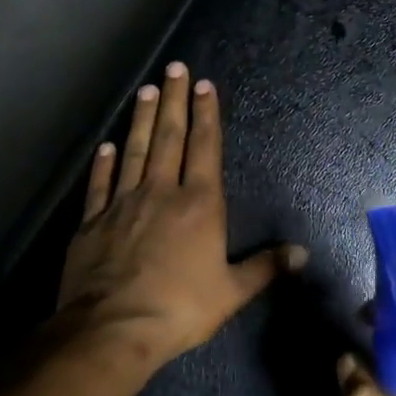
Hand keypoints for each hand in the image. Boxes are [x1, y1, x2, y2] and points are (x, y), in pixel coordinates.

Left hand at [57, 62, 305, 369]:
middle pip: (168, 137)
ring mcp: (123, 204)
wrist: (113, 328)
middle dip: (173, 101)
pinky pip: (100, 184)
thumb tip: (302, 253)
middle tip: (173, 67)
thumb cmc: (180, 308)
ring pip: (133, 151)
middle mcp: (160, 192)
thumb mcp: (232, 291)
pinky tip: (106, 145)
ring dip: (139, 119)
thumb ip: (266, 267)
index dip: (206, 115)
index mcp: (199, 204)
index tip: (203, 85)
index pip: (204, 148)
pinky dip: (103, 163)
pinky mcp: (93, 222)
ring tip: (145, 90)